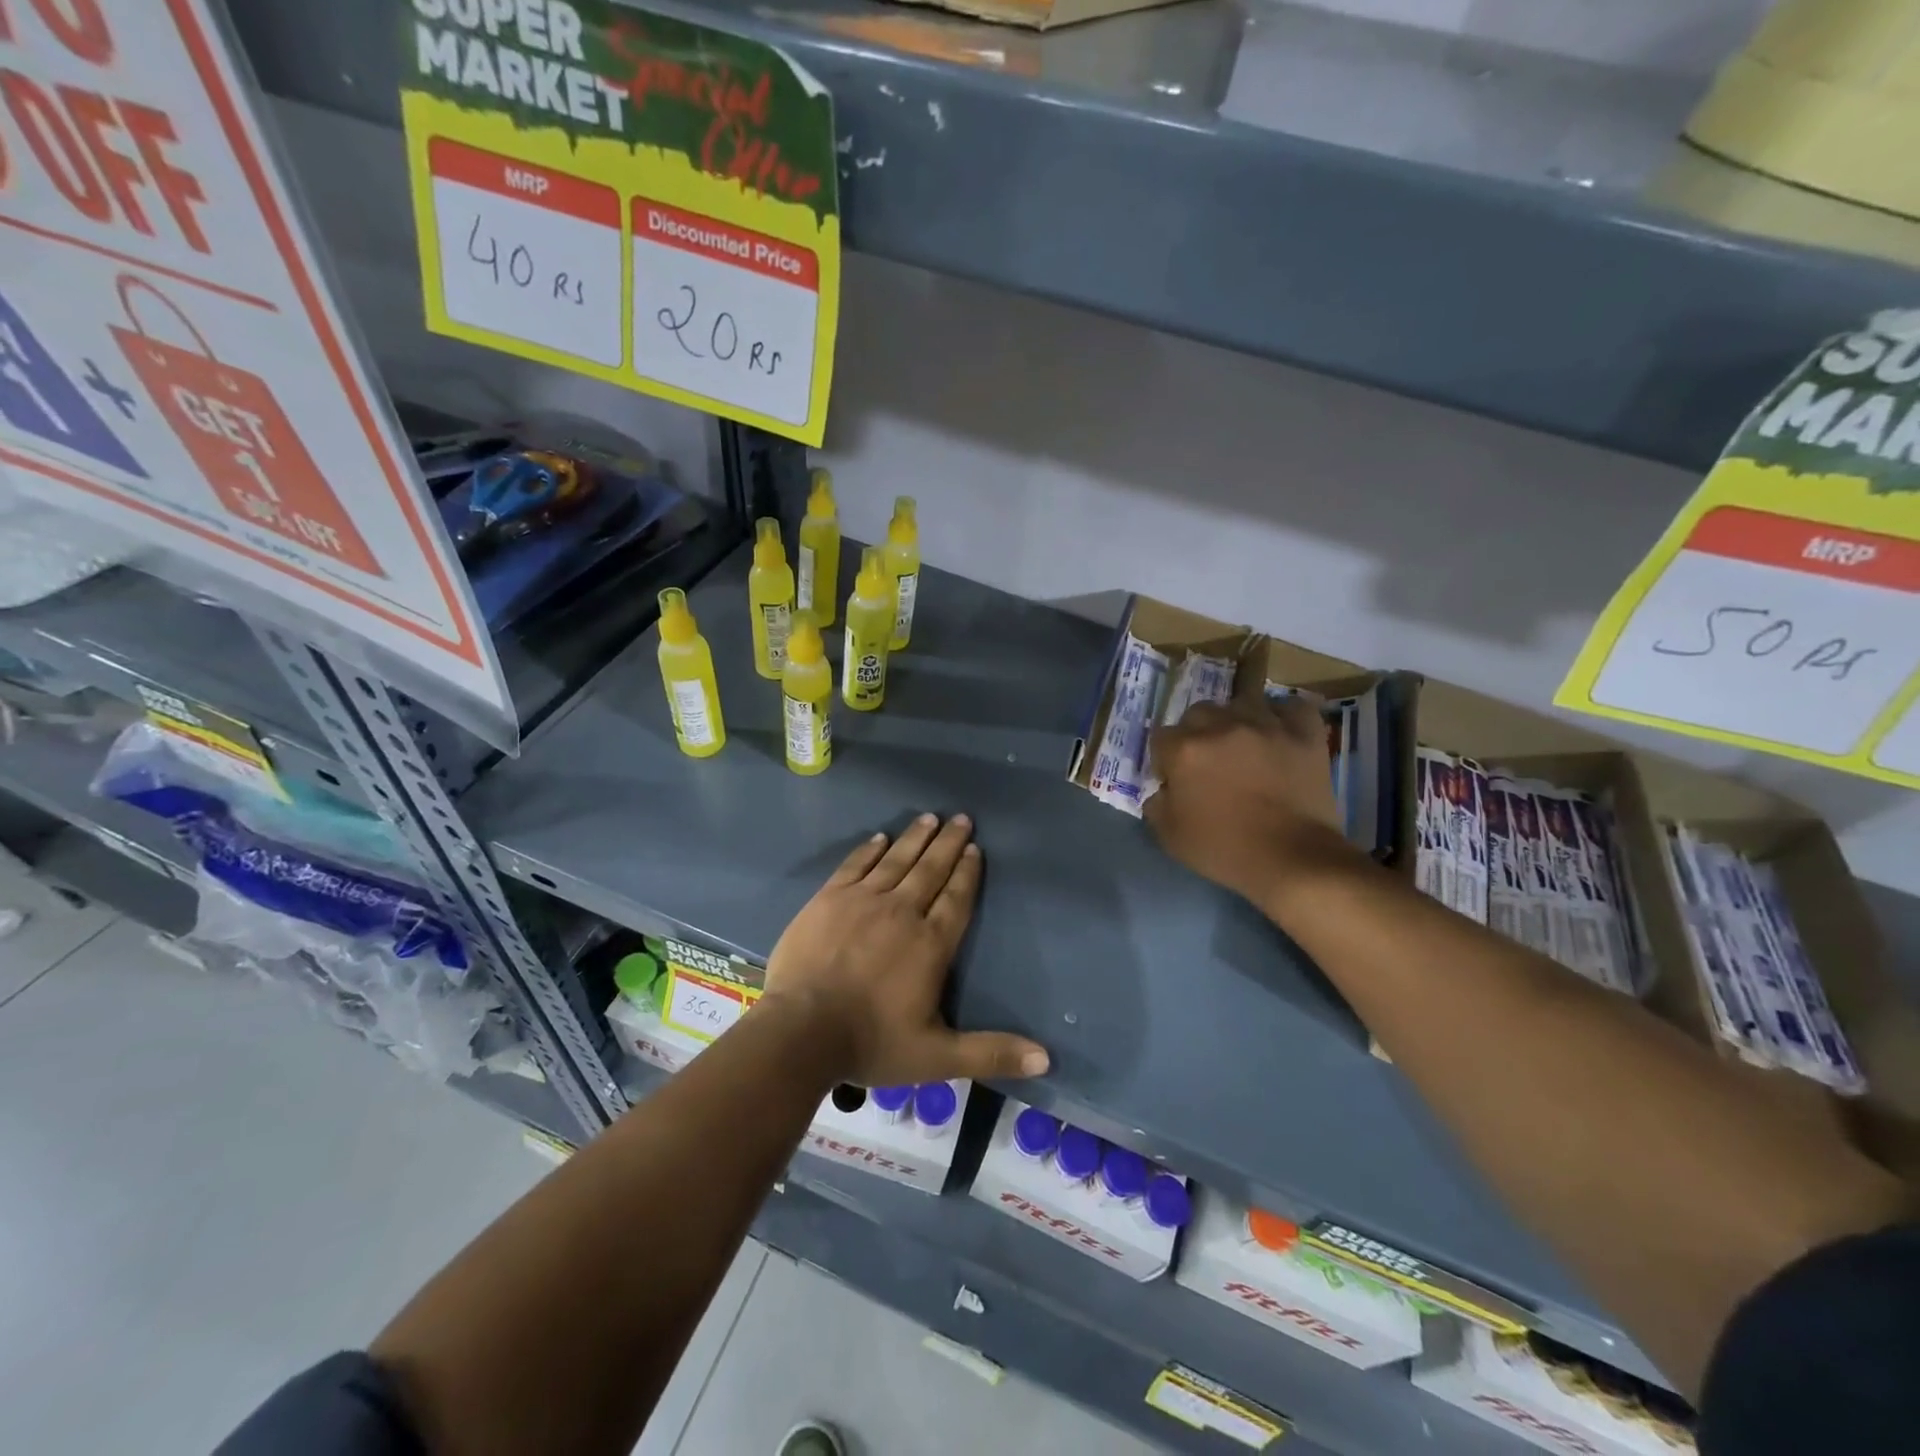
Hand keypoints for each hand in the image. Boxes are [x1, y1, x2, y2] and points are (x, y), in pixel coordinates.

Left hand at [762, 813, 1049, 1087]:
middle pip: (931, 870)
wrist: (800, 1031)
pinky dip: (870, 850)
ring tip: (930, 817)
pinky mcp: (829, 899)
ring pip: (897, 860)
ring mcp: (862, 901)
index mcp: (931, 944)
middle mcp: (902, 912)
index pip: (957, 899)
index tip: (975, 848)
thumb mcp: (937, 1057)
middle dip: (948, 843)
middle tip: (961, 818)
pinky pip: (856, 865)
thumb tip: (1046, 1059)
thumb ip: (990, 1053)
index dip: (967, 872)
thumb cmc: (871, 1042)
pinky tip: (880, 837)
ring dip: (915, 838)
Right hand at [1144, 697, 1354, 906]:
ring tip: (1244, 744)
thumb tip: (1163, 788)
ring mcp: (1266, 725)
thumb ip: (1156, 804)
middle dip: (1198, 734)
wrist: (1293, 859)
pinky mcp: (1304, 732)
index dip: (1166, 760)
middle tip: (1209, 762)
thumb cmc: (1225, 850)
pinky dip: (1284, 717)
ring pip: (1242, 703)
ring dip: (1237, 721)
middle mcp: (1222, 726)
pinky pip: (1291, 707)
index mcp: (1185, 750)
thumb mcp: (1170, 836)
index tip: (1175, 780)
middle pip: (1199, 713)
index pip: (1161, 738)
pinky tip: (1280, 733)